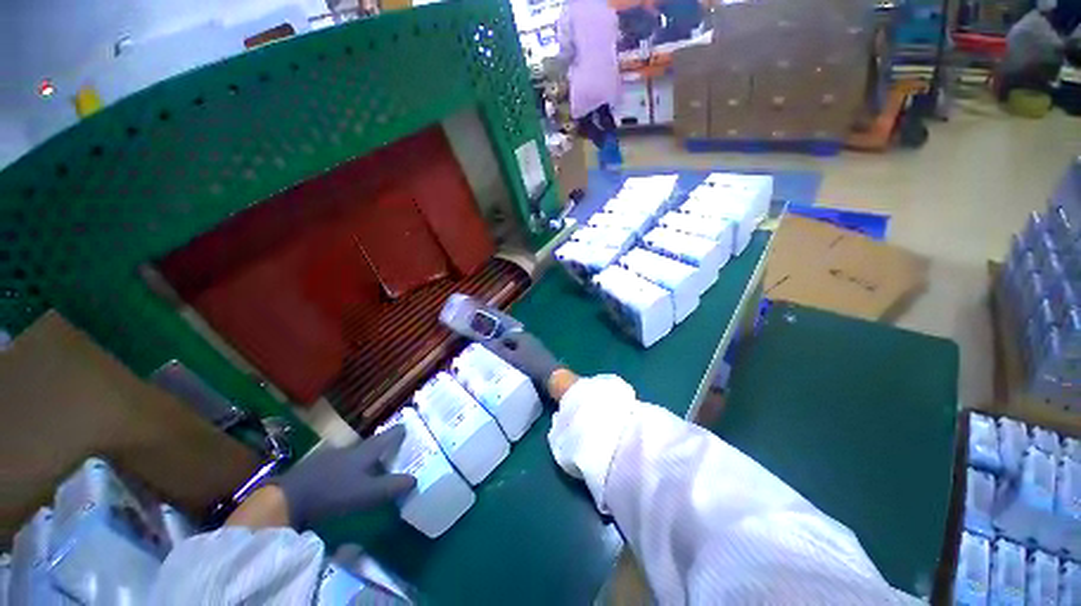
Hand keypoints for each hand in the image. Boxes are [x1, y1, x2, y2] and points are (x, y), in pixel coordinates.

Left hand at [272, 426, 415, 528]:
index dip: (399, 432)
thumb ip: (391, 487)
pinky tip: (345, 478)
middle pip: (371, 444)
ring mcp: (331, 456)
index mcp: (365, 451)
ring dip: (364, 457)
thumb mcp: (366, 493)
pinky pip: (339, 462)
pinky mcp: (315, 467)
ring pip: (354, 453)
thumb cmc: (333, 493)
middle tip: (392, 450)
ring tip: (371, 466)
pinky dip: (348, 467)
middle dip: (382, 446)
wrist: (286, 499)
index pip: (387, 436)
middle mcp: (350, 449)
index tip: (407, 427)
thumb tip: (415, 479)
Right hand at [483, 331, 561, 388]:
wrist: (553, 376)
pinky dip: (520, 359)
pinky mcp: (541, 355)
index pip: (505, 336)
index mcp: (522, 336)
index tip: (489, 354)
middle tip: (496, 361)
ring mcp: (537, 346)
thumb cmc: (530, 366)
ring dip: (513, 355)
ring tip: (505, 366)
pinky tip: (518, 369)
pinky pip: (526, 355)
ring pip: (520, 349)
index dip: (496, 344)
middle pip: (513, 342)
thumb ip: (499, 351)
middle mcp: (530, 338)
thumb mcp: (511, 359)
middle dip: (504, 350)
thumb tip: (488, 343)